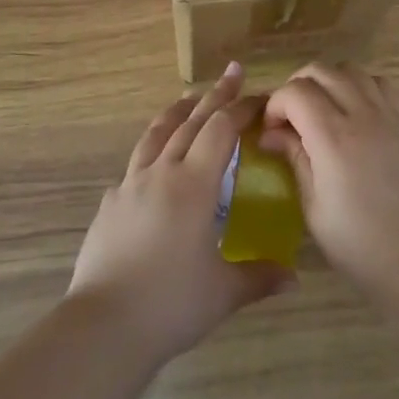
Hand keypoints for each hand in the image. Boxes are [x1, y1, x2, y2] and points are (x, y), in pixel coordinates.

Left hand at [68, 63, 294, 365]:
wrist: (103, 326)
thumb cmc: (171, 304)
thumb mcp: (223, 292)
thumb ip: (259, 277)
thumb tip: (294, 277)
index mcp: (193, 184)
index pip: (221, 130)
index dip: (241, 109)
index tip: (260, 96)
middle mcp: (161, 173)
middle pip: (191, 122)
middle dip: (215, 96)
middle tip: (232, 72)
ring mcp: (130, 185)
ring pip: (156, 135)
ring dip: (177, 113)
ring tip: (188, 98)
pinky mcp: (109, 205)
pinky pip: (134, 167)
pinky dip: (150, 153)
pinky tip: (153, 166)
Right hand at [260, 62, 398, 294]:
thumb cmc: (360, 244)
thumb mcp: (314, 208)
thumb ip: (295, 160)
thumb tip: (272, 134)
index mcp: (332, 138)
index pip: (295, 92)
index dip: (275, 104)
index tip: (270, 131)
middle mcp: (360, 114)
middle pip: (320, 70)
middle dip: (296, 86)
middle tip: (290, 118)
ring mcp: (387, 114)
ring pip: (350, 69)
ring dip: (328, 81)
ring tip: (321, 111)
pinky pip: (379, 83)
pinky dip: (359, 86)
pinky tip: (354, 113)